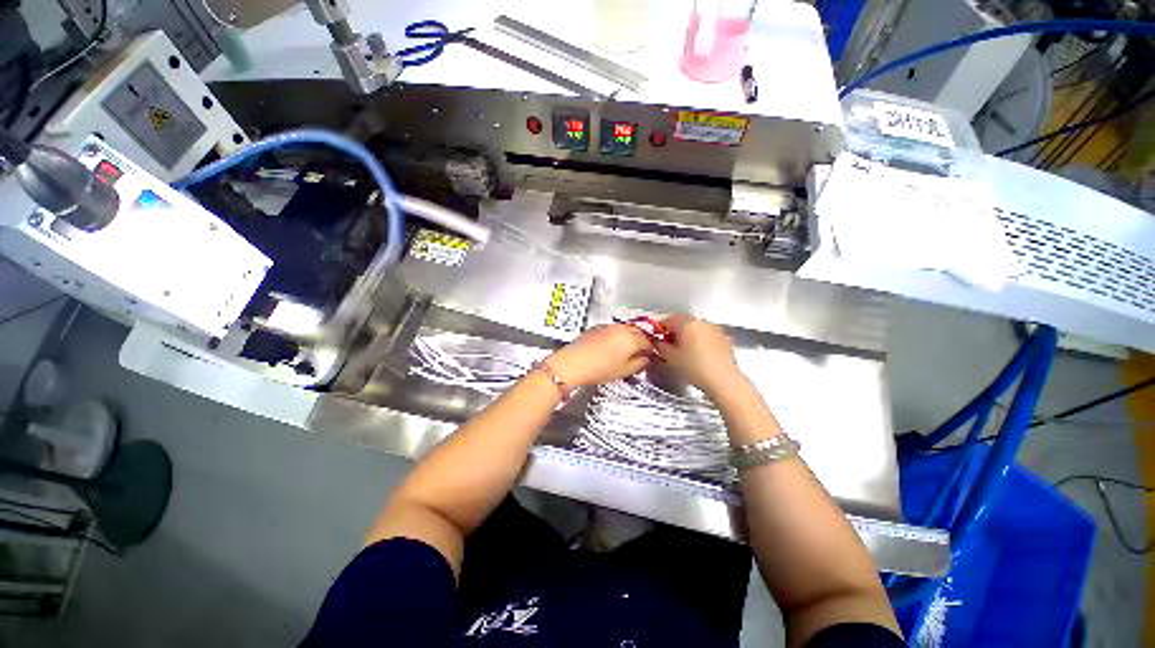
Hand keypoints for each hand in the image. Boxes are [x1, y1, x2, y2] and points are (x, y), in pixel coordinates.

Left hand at [546, 324, 653, 387]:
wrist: (573, 363)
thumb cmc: (598, 370)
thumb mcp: (623, 371)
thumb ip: (639, 364)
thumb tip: (645, 359)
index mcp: (631, 340)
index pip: (648, 342)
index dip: (651, 349)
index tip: (650, 356)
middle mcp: (621, 329)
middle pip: (638, 331)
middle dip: (642, 340)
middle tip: (641, 351)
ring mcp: (608, 326)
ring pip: (626, 328)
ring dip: (631, 336)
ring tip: (627, 348)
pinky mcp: (597, 327)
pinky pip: (614, 328)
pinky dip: (618, 334)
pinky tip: (613, 345)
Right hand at [654, 315, 744, 395]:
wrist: (723, 380)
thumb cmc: (694, 367)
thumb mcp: (670, 358)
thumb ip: (661, 346)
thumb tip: (658, 343)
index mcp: (686, 323)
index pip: (668, 319)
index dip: (660, 329)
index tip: (657, 339)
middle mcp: (701, 322)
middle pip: (683, 322)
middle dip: (674, 332)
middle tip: (668, 346)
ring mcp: (715, 329)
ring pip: (696, 328)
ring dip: (688, 336)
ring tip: (684, 352)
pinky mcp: (724, 339)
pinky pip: (707, 335)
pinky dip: (700, 341)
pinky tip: (698, 355)